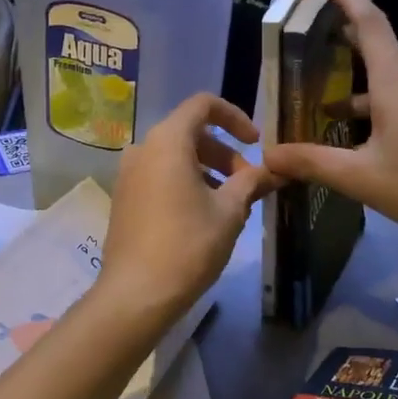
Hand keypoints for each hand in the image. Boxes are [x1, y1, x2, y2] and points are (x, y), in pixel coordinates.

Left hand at [98, 94, 279, 317]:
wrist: (136, 294)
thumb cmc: (188, 245)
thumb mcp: (229, 211)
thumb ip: (251, 182)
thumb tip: (274, 170)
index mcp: (167, 141)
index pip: (203, 105)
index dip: (235, 117)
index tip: (256, 144)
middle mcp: (142, 149)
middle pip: (190, 132)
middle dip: (224, 152)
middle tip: (247, 184)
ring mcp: (128, 175)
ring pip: (174, 157)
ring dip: (207, 170)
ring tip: (230, 204)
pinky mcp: (124, 199)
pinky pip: (159, 176)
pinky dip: (185, 183)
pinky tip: (203, 216)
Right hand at [264, 0, 397, 242]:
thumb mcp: (362, 178)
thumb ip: (313, 163)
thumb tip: (269, 155)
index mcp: (396, 83)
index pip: (371, 25)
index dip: (350, 0)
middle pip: (377, 51)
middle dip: (345, 44)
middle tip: (311, 44)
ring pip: (388, 83)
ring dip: (355, 90)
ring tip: (322, 106)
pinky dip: (375, 108)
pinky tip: (359, 138)